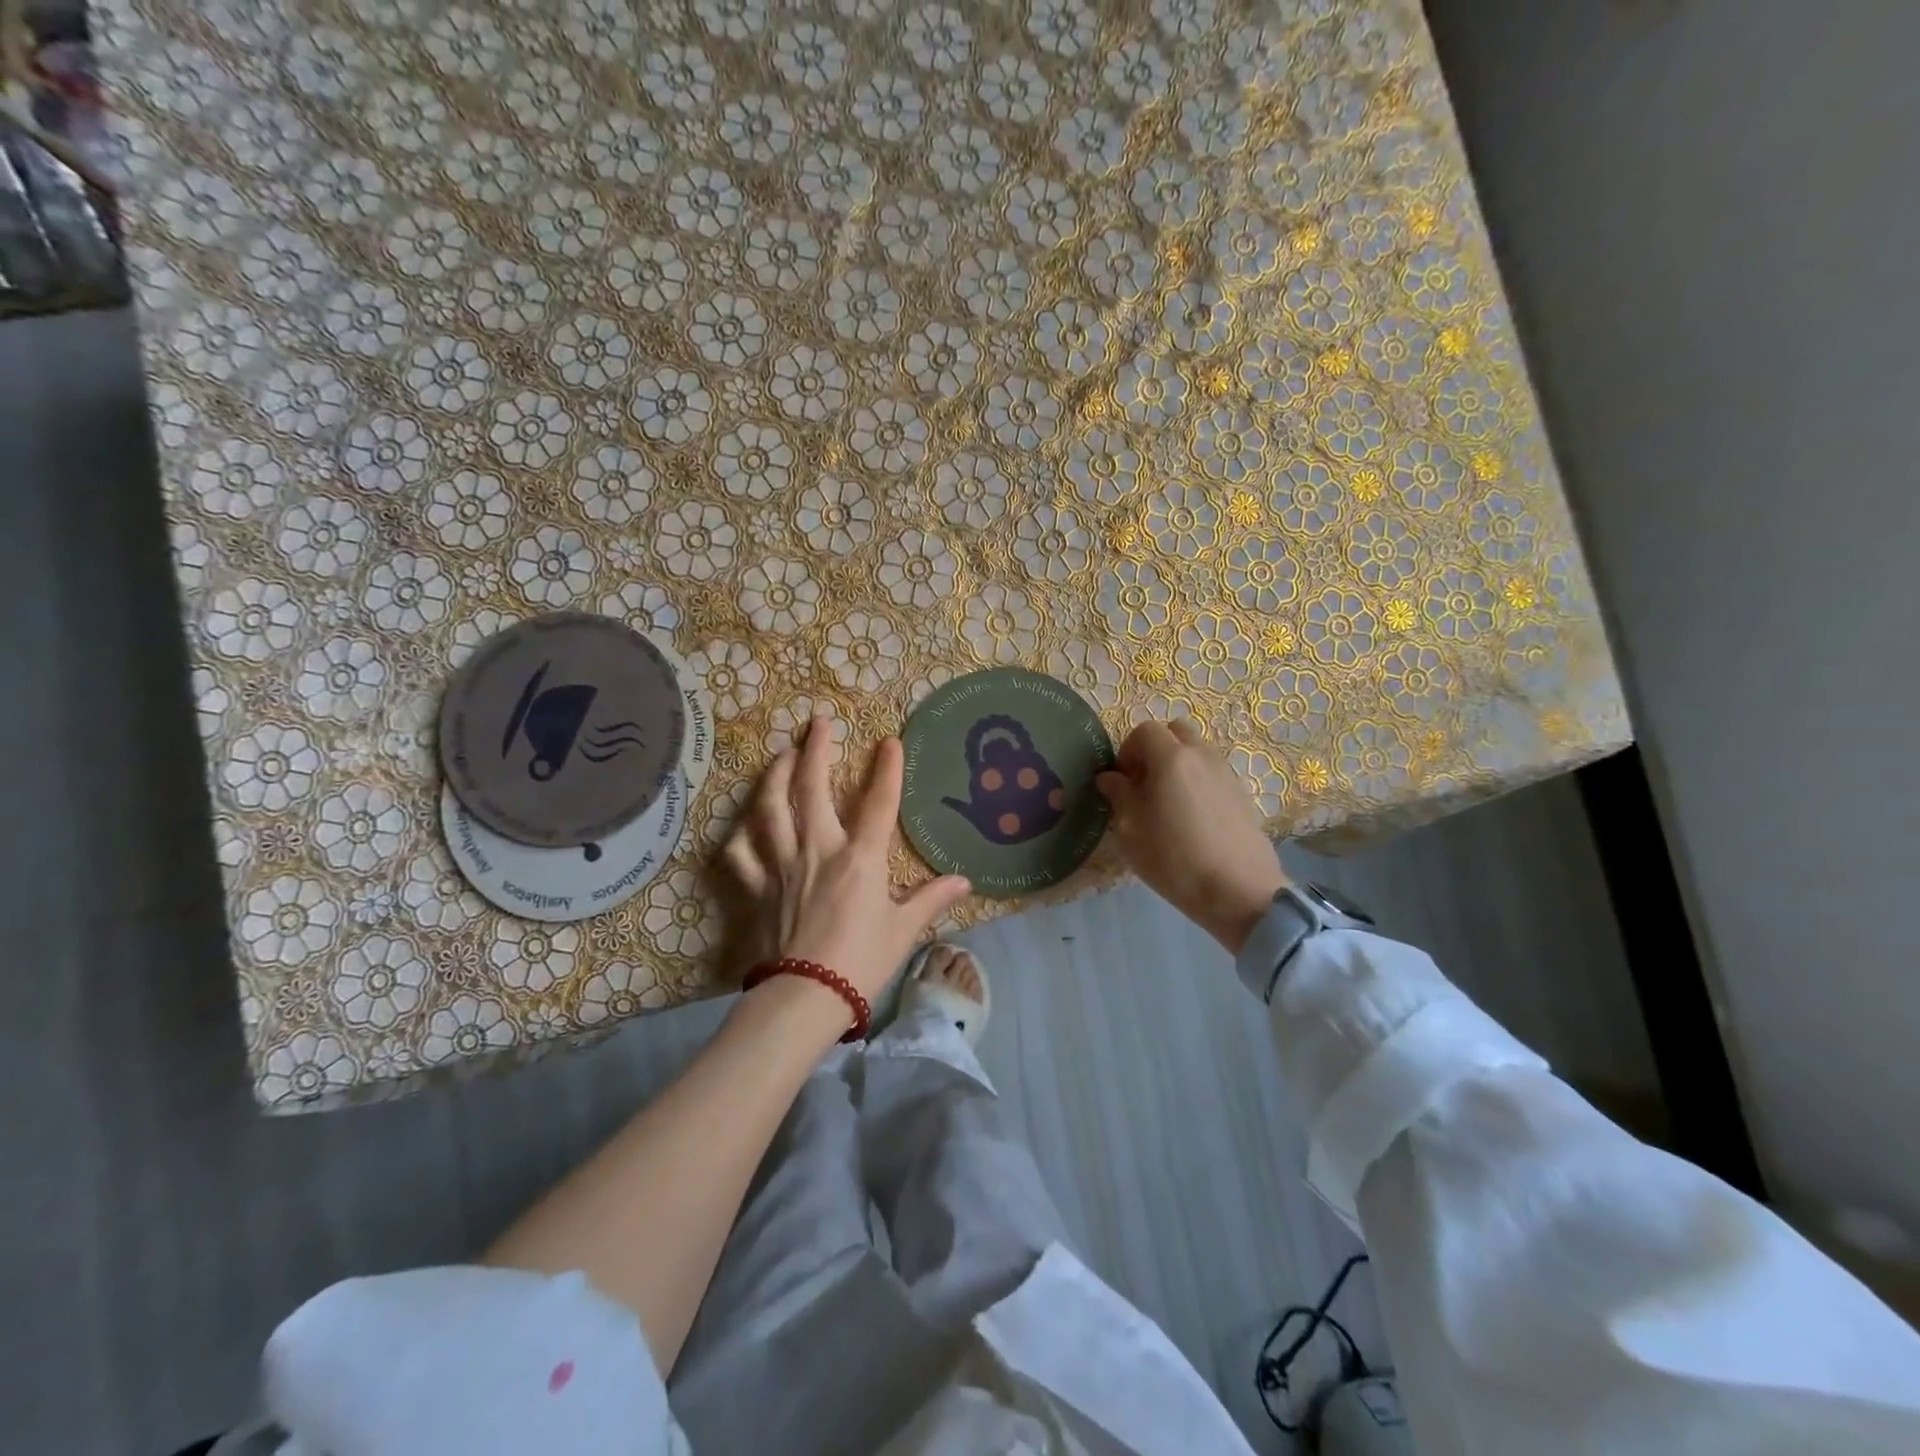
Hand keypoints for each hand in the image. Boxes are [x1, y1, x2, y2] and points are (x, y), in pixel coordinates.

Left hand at [723, 719, 971, 1024]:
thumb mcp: (904, 930)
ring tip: (781, 756)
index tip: (890, 741)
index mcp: (859, 859)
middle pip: (811, 789)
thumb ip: (932, 900)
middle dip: (815, 750)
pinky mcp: (757, 888)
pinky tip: (744, 825)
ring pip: (770, 810)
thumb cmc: (861, 962)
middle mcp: (818, 850)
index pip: (879, 803)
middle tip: (818, 723)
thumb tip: (965, 881)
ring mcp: (782, 866)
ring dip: (775, 777)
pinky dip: (740, 836)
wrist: (805, 997)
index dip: (887, 769)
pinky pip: (741, 854)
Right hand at [1095, 719, 1288, 954]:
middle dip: (1156, 749)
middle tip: (1144, 783)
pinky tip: (1192, 818)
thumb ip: (1119, 795)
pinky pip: (1212, 772)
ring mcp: (1226, 773)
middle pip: (1176, 732)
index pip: (1144, 730)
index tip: (1123, 781)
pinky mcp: (1242, 794)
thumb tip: (1110, 778)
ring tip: (1168, 802)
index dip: (1128, 750)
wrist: (1238, 891)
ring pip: (1197, 751)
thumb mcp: (1131, 830)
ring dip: (1178, 764)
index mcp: (1171, 758)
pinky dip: (1197, 781)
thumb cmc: (1174, 859)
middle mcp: (1201, 755)